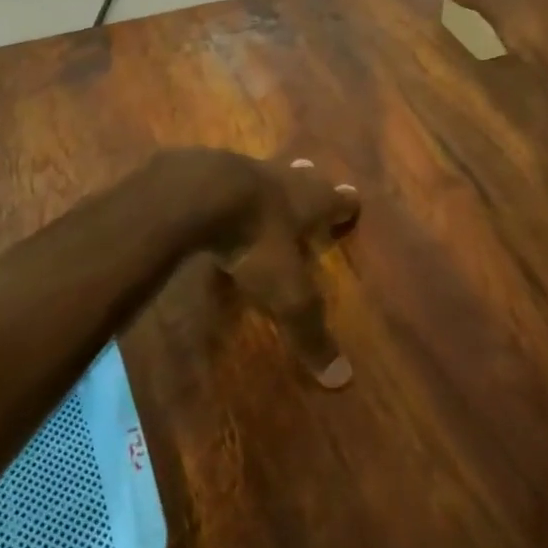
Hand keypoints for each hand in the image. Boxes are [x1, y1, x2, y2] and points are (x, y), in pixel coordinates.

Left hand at [208, 154, 360, 388]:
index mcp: (309, 202)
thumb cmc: (254, 240)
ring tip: (265, 187)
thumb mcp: (286, 292)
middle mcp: (281, 179)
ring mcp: (241, 168)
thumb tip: (342, 380)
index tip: (352, 199)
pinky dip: (223, 186)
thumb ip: (309, 331)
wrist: (196, 193)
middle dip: (308, 182)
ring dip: (266, 182)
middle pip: (301, 177)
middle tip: (310, 178)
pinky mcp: (204, 168)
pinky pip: (220, 176)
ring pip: (262, 173)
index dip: (345, 204)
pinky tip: (214, 194)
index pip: (338, 201)